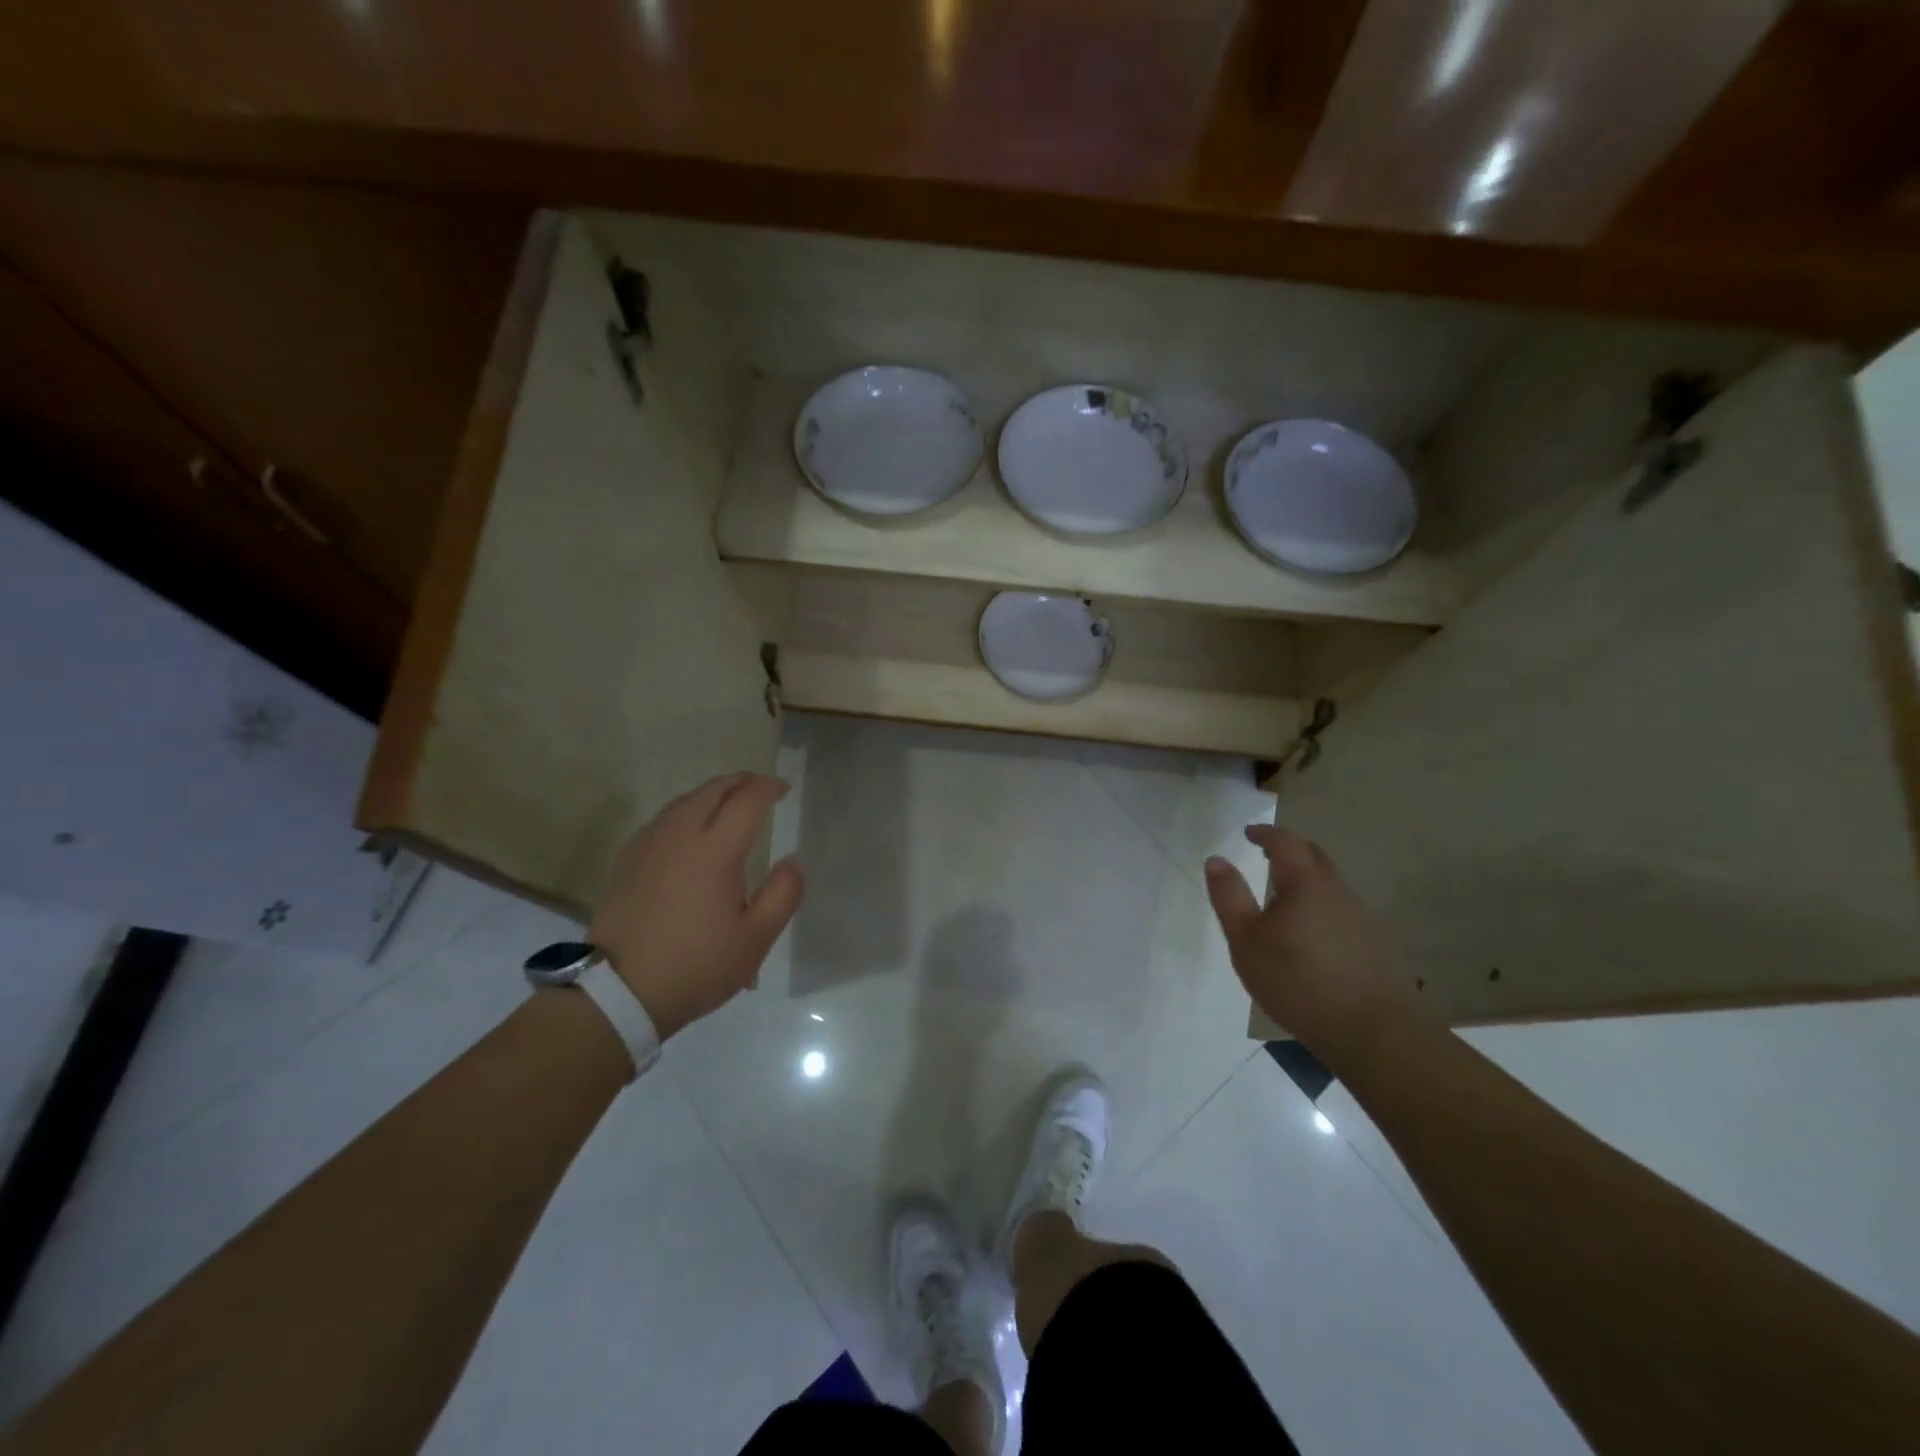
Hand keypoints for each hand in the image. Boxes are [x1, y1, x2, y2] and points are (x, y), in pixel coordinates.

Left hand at [588, 772, 803, 1039]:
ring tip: (729, 802)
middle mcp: (680, 836)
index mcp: (715, 851)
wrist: (618, 992)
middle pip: (712, 790)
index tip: (783, 789)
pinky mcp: (627, 860)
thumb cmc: (696, 966)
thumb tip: (793, 860)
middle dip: (740, 782)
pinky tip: (690, 829)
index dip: (768, 788)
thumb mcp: (755, 940)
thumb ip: (783, 894)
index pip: (747, 801)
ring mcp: (648, 845)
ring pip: (684, 801)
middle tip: (760, 787)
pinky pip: (663, 819)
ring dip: (712, 793)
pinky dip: (686, 811)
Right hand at [1204, 825, 1419, 1067]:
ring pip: (1330, 884)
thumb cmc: (1297, 981)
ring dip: (1306, 879)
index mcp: (1305, 883)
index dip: (1265, 833)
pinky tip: (1310, 932)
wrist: (1372, 1031)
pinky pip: (1341, 909)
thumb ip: (1229, 897)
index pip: (1285, 842)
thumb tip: (1216, 860)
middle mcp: (1337, 890)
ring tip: (1283, 897)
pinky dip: (1320, 905)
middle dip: (1289, 850)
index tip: (1249, 832)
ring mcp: (1361, 916)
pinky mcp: (1374, 943)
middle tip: (1266, 855)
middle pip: (1314, 856)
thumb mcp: (1246, 940)